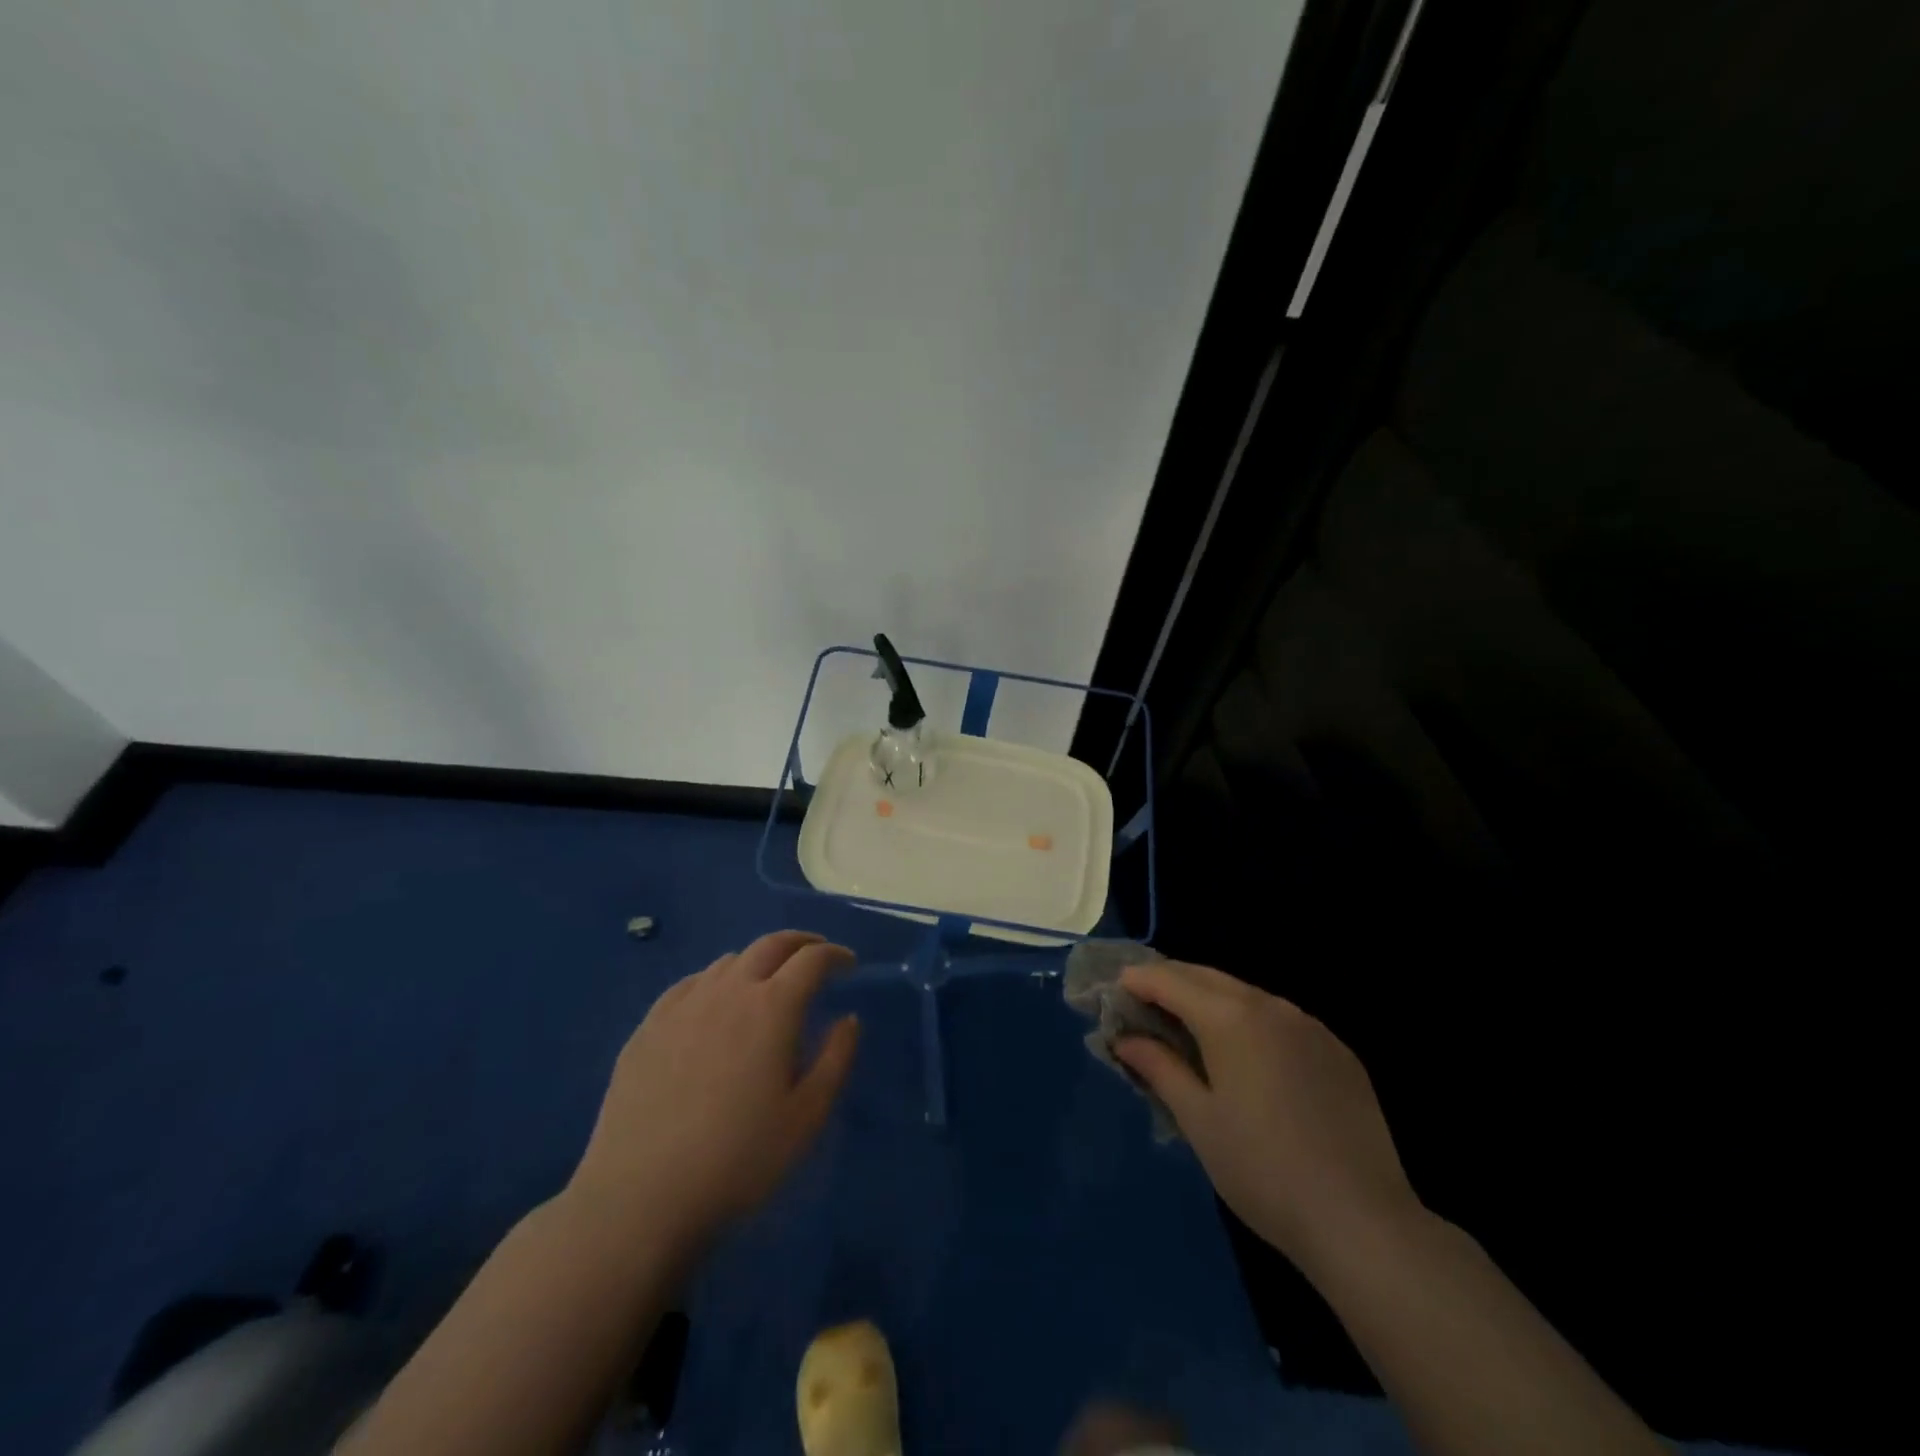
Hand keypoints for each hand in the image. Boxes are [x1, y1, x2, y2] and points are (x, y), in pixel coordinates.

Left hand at [568, 931, 859, 1244]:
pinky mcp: (649, 1026)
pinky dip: (716, 981)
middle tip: (816, 955)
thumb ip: (835, 1060)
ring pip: (729, 961)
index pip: (812, 959)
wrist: (640, 1197)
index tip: (849, 965)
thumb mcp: (806, 1118)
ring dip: (758, 961)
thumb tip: (848, 1019)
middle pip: (770, 945)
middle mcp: (729, 991)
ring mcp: (684, 1005)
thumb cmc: (738, 1160)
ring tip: (768, 983)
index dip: (835, 955)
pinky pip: (690, 984)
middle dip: (800, 943)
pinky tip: (714, 1004)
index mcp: (773, 1007)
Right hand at [1115, 961, 1418, 1270]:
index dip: (1138, 981)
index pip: (1170, 980)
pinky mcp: (1337, 1051)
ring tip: (1188, 1028)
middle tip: (1142, 1004)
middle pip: (1207, 976)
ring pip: (1246, 995)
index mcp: (1230, 1017)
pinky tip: (1245, 1056)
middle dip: (1170, 982)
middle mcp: (1270, 1006)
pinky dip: (1249, 1022)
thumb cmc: (1262, 1169)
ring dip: (1209, 1000)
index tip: (1114, 991)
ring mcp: (1310, 1026)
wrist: (1362, 1221)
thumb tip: (1124, 1039)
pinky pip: (1280, 1019)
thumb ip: (1158, 1067)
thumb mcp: (1198, 1120)